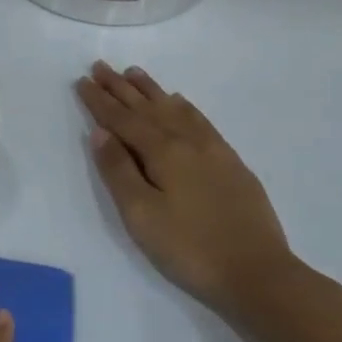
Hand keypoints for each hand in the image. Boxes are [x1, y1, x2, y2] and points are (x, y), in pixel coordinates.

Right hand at [76, 61, 308, 328]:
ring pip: (176, 110)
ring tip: (134, 73)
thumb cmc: (189, 247)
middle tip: (101, 66)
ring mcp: (214, 151)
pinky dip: (184, 107)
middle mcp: (188, 142)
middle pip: (148, 108)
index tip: (82, 80)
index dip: (100, 101)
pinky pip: (201, 122)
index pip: (123, 119)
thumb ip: (118, 170)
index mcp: (163, 152)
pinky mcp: (232, 164)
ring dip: (152, 91)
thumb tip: (101, 132)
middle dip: (121, 88)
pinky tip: (180, 103)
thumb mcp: (141, 214)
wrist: (258, 275)